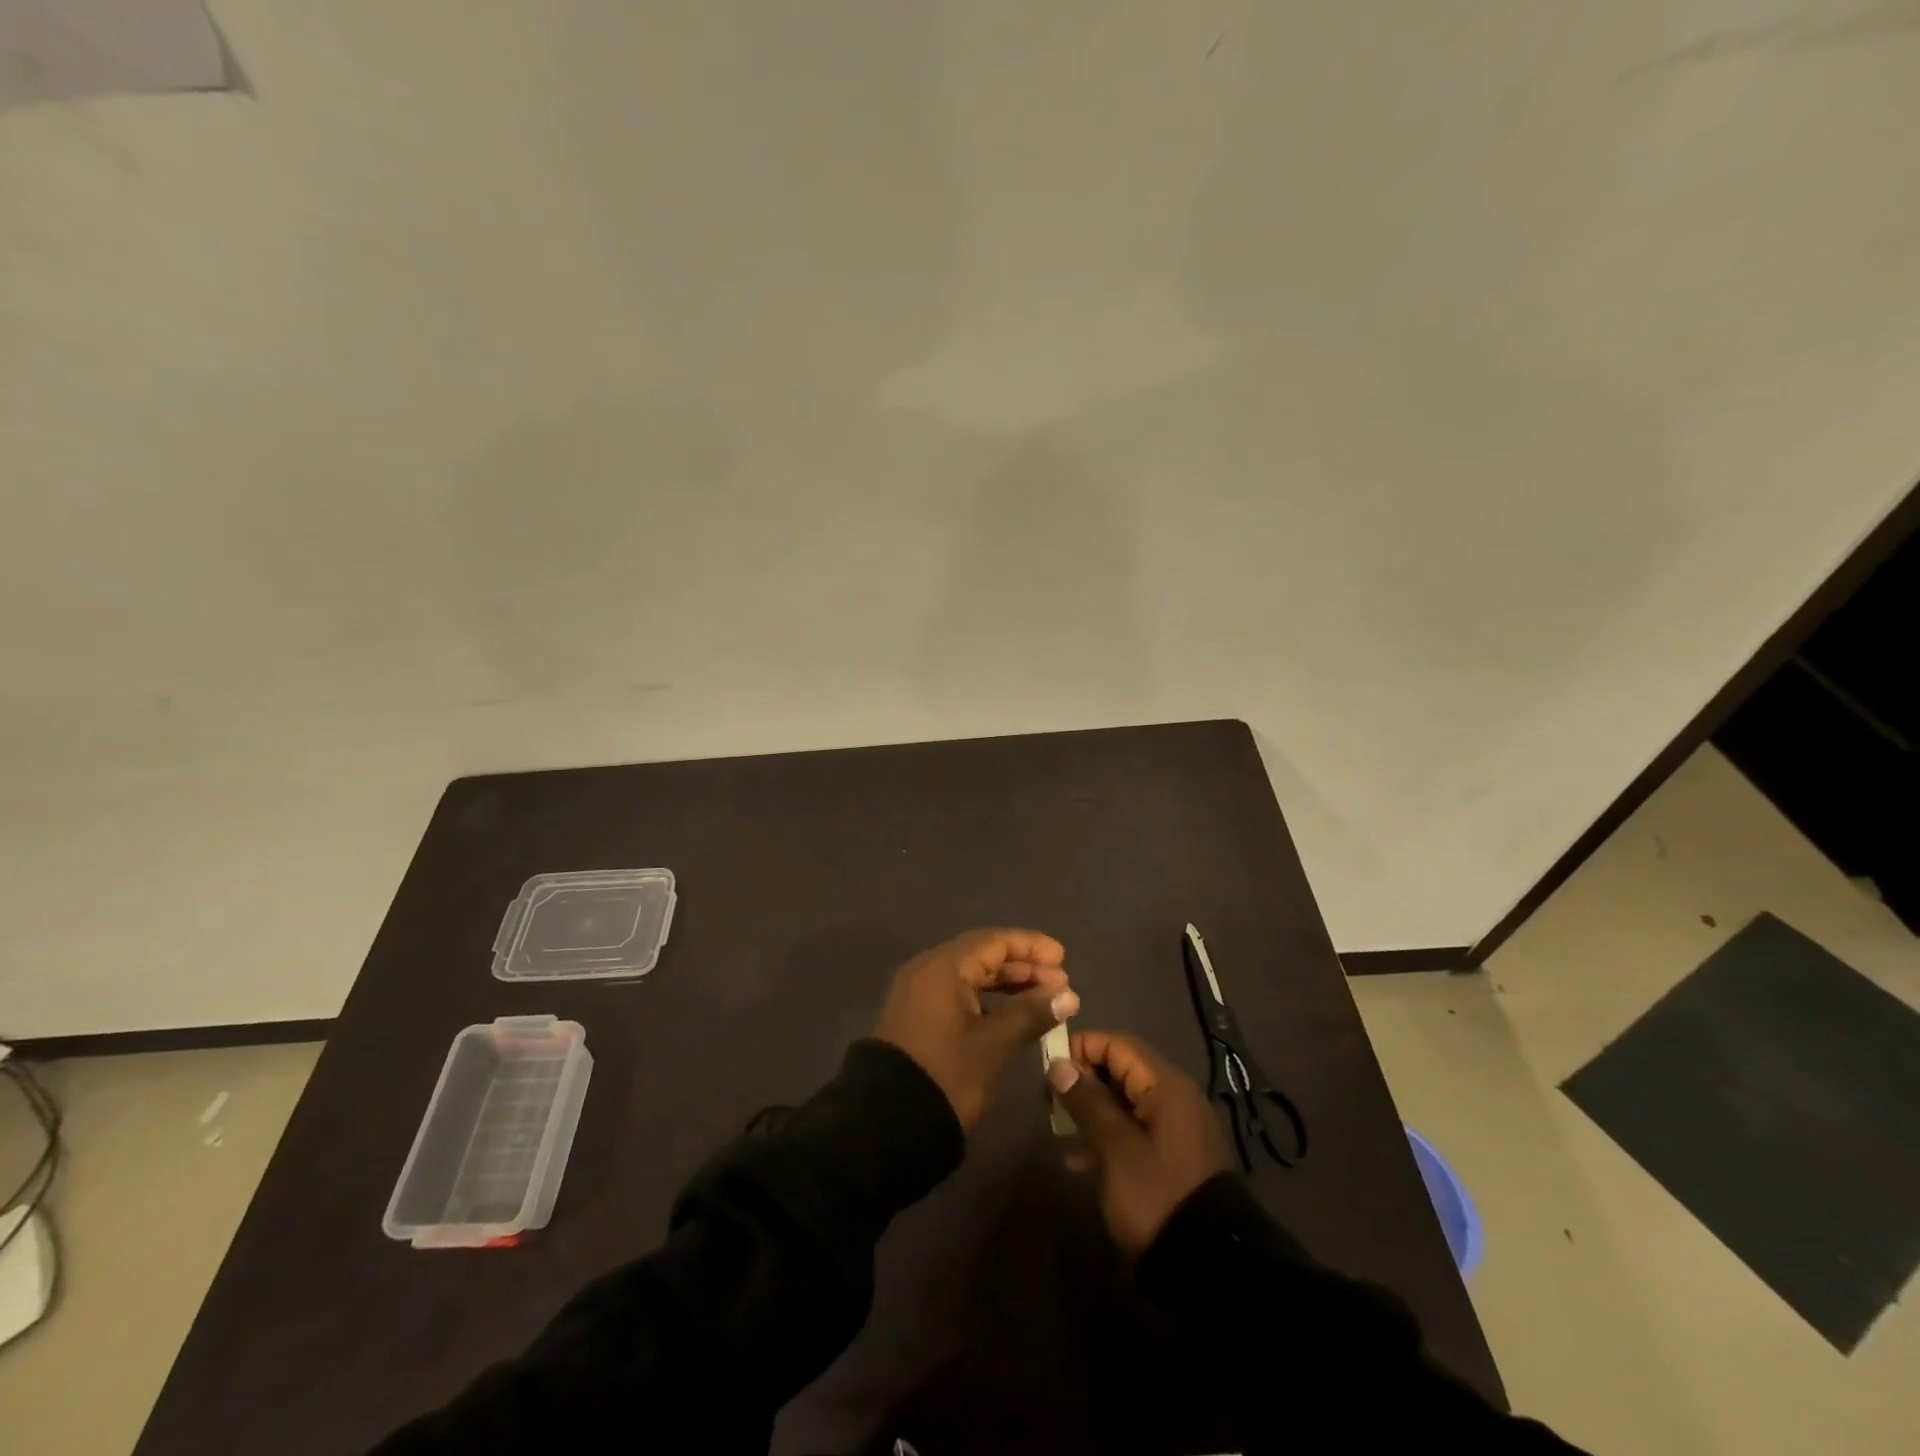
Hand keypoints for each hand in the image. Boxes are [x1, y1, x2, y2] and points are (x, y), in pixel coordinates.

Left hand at [875, 928, 1078, 1128]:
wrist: (888, 1122)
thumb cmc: (946, 1075)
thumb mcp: (994, 1044)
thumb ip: (1031, 1013)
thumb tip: (1068, 995)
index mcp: (943, 967)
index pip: (994, 941)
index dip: (1031, 946)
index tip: (1063, 958)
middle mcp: (928, 970)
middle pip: (982, 955)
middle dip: (1023, 966)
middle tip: (1060, 984)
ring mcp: (919, 993)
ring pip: (971, 975)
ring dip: (1008, 984)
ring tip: (1044, 999)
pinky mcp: (918, 1016)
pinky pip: (959, 993)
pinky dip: (988, 1000)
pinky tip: (1013, 1015)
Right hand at [1048, 1030, 1230, 1256]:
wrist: (1210, 1266)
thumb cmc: (1157, 1194)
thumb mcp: (1115, 1147)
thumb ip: (1087, 1101)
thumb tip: (1059, 1064)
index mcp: (1166, 1085)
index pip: (1118, 1044)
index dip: (1081, 1048)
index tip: (1049, 1068)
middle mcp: (1174, 1097)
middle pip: (1121, 1070)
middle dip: (1083, 1080)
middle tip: (1050, 1101)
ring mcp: (1176, 1128)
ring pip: (1125, 1101)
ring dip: (1092, 1110)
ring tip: (1060, 1131)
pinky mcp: (1173, 1156)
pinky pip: (1135, 1129)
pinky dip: (1108, 1135)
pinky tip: (1080, 1160)